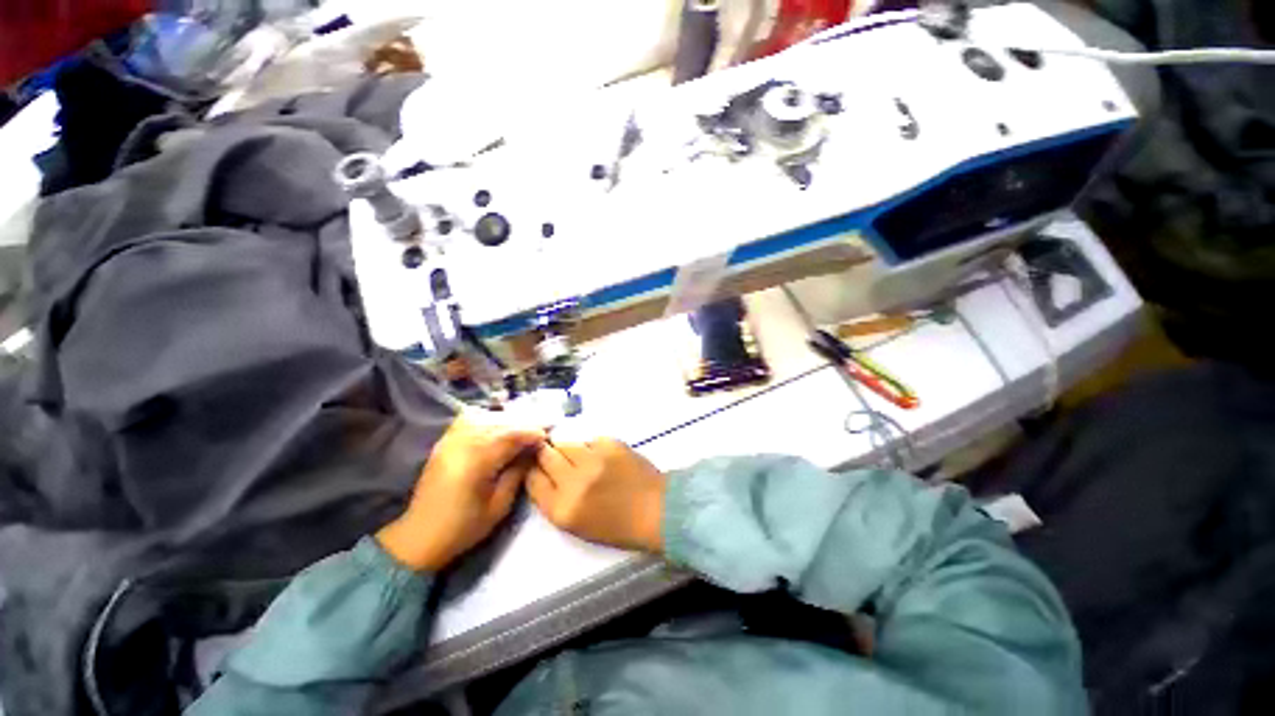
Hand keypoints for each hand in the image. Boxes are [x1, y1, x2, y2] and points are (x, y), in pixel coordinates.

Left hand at [377, 413, 544, 570]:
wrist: (419, 538)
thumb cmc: (463, 527)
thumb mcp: (499, 507)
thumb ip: (517, 474)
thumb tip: (532, 452)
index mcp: (476, 462)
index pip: (510, 436)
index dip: (531, 433)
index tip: (546, 436)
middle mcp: (461, 445)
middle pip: (498, 424)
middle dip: (522, 425)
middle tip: (538, 432)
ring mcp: (449, 441)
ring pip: (484, 419)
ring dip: (505, 422)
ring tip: (520, 431)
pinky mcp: (443, 443)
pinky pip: (467, 421)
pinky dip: (486, 419)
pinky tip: (496, 428)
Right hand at [526, 438, 665, 552]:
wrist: (656, 510)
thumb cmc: (617, 525)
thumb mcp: (577, 524)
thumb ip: (555, 499)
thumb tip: (544, 473)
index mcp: (562, 509)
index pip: (533, 479)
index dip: (534, 470)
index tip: (538, 466)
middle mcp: (573, 482)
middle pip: (546, 456)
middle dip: (547, 454)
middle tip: (556, 456)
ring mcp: (593, 460)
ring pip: (567, 443)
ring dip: (569, 449)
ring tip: (582, 457)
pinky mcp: (610, 444)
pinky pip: (590, 440)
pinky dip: (592, 447)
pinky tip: (603, 457)